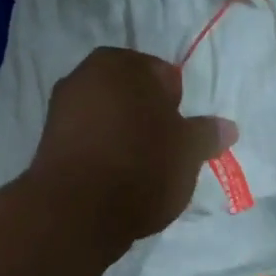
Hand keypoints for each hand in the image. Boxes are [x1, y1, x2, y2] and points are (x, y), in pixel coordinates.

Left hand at [28, 47, 236, 252]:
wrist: (77, 212)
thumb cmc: (141, 167)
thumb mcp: (189, 151)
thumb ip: (207, 134)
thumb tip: (227, 127)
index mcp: (122, 63)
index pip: (164, 76)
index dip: (177, 107)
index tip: (181, 137)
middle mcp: (85, 75)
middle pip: (133, 97)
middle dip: (149, 119)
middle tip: (165, 154)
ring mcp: (61, 109)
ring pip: (109, 119)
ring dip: (125, 137)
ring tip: (141, 172)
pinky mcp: (48, 143)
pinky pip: (89, 142)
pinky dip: (103, 154)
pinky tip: (115, 181)